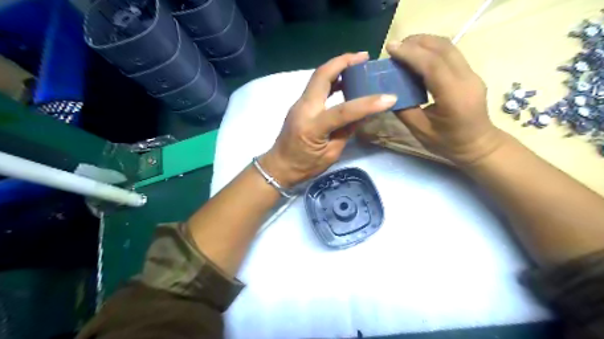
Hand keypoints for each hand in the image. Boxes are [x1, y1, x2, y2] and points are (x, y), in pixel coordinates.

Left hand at [258, 52, 396, 186]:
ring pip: (318, 77)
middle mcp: (303, 109)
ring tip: (357, 64)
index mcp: (312, 127)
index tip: (389, 98)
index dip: (367, 104)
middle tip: (364, 57)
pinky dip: (331, 79)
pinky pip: (316, 86)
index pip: (342, 111)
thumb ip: (347, 131)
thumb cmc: (304, 167)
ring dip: (337, 67)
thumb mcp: (331, 154)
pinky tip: (344, 80)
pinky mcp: (300, 104)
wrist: (279, 166)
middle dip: (344, 62)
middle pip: (322, 75)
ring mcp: (299, 104)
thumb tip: (364, 114)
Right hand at [387, 35, 504, 165]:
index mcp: (454, 96)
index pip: (433, 65)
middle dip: (417, 42)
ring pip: (448, 47)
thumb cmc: (448, 143)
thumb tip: (388, 92)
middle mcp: (467, 79)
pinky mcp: (470, 73)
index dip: (410, 53)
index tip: (390, 48)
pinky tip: (418, 57)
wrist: (478, 145)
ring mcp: (471, 74)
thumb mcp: (420, 131)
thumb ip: (404, 109)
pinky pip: (450, 54)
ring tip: (404, 49)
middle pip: (443, 48)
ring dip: (425, 43)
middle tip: (395, 47)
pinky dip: (432, 50)